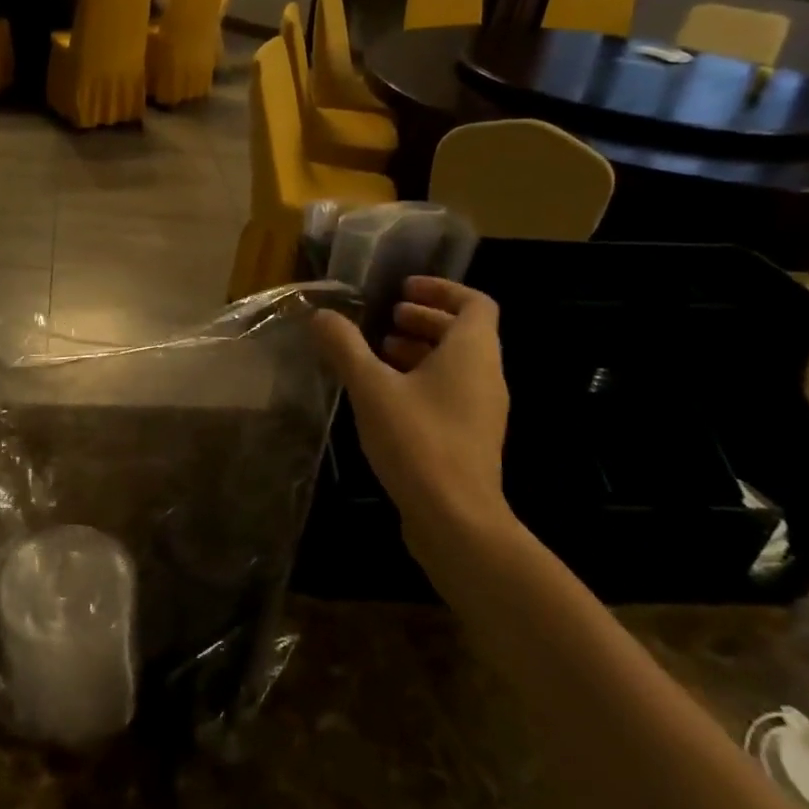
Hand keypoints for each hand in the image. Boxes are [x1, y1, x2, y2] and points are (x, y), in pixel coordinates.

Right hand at [312, 276, 515, 570]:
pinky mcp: (471, 438)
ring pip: (456, 364)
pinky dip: (423, 380)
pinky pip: (451, 392)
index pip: (475, 303)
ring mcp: (482, 410)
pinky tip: (385, 396)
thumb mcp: (371, 387)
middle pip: (464, 332)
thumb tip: (322, 315)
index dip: (441, 289)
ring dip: (421, 350)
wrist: (455, 519)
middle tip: (386, 318)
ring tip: (379, 353)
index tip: (403, 290)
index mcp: (472, 353)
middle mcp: (486, 376)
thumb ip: (345, 347)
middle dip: (424, 319)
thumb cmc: (418, 440)